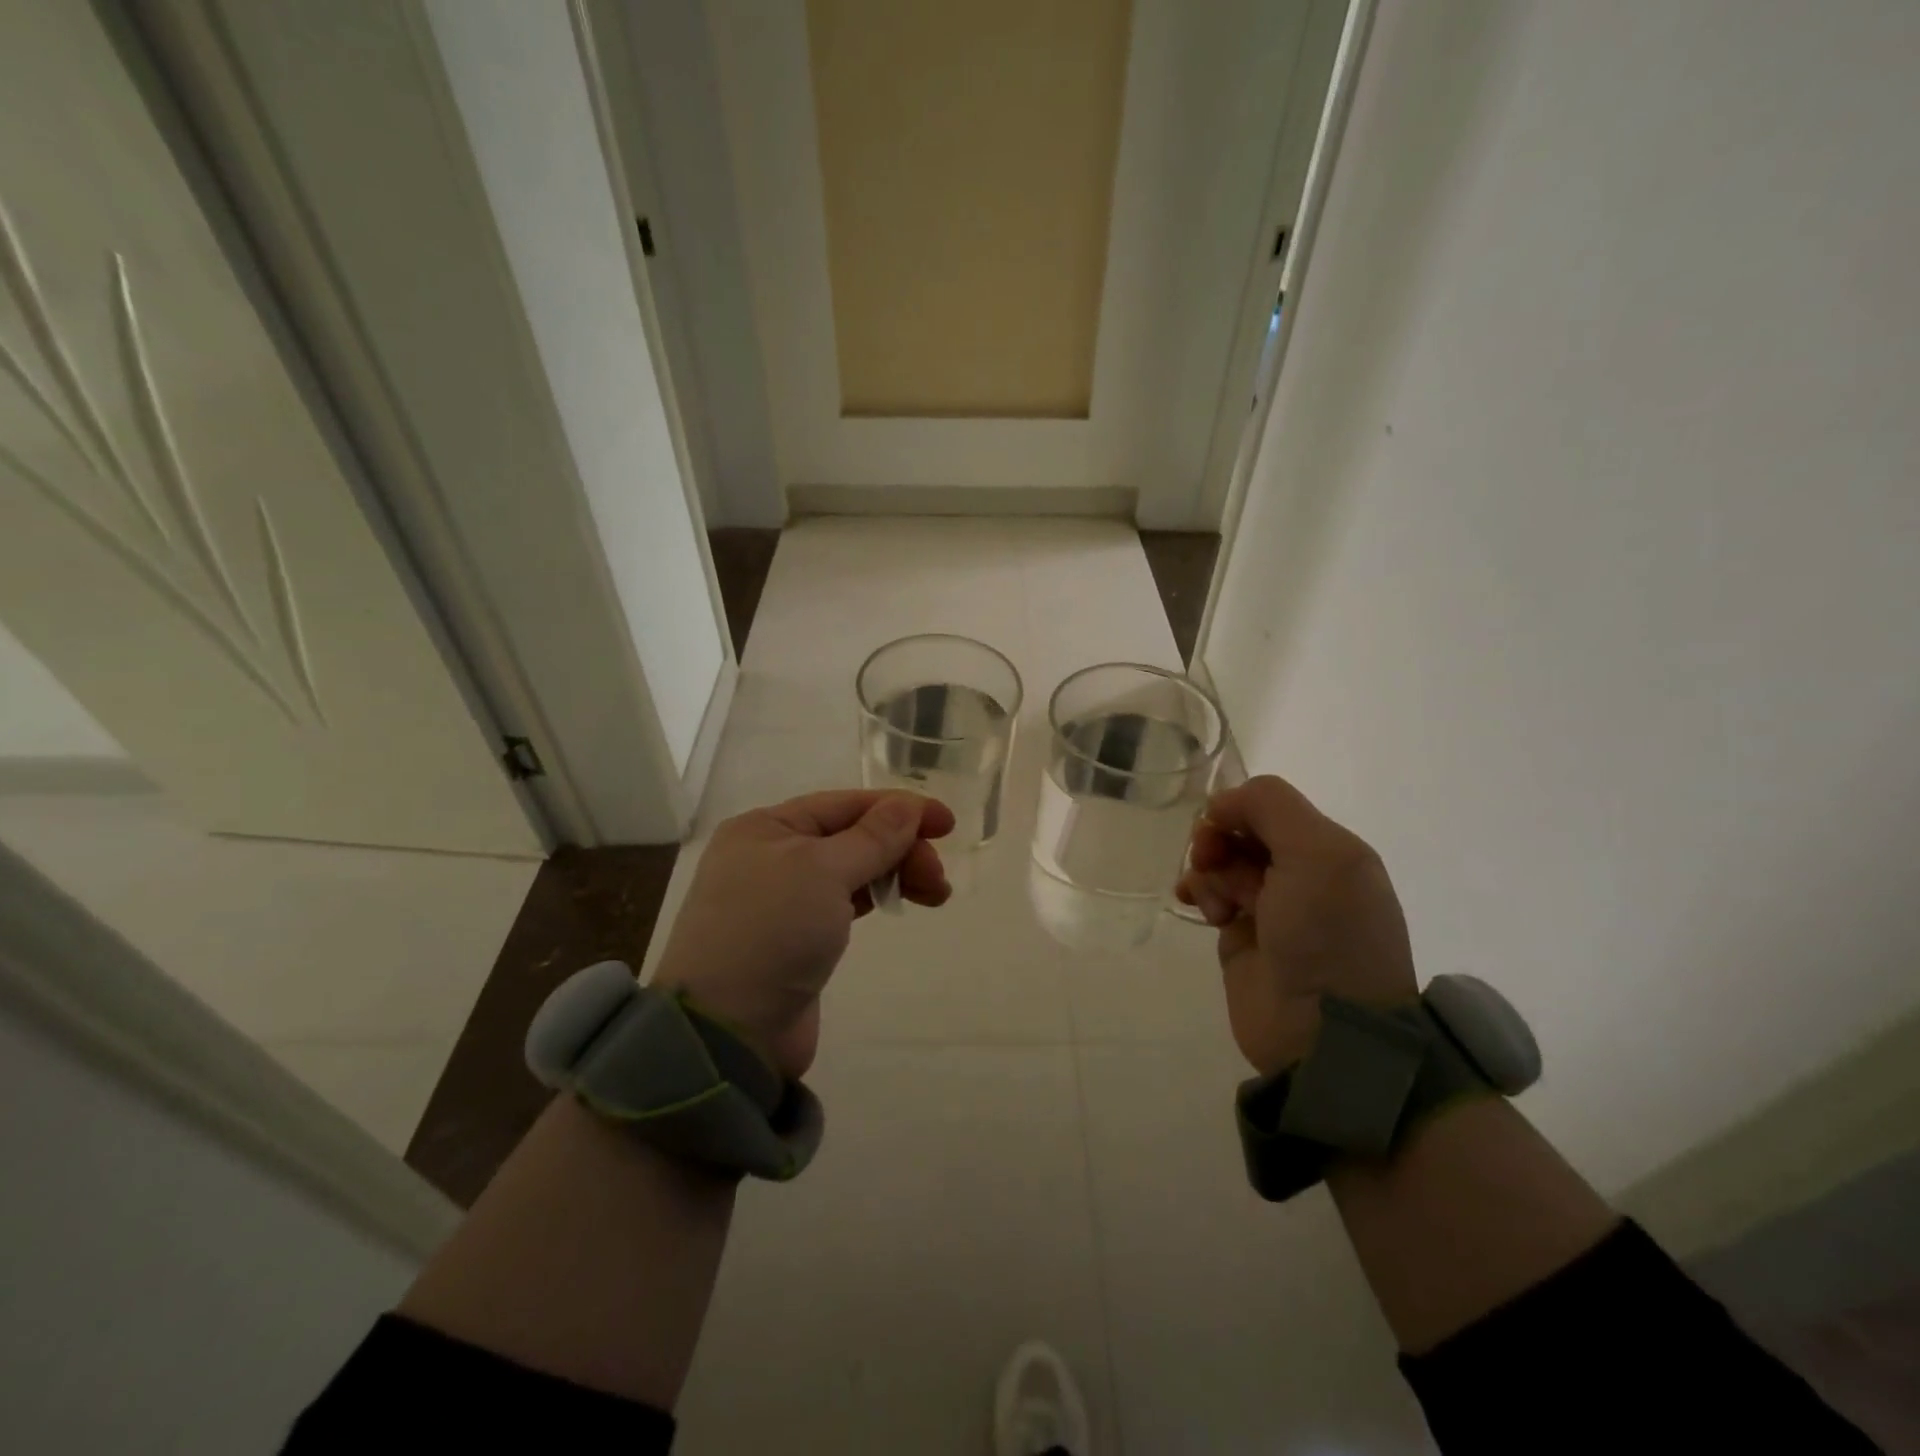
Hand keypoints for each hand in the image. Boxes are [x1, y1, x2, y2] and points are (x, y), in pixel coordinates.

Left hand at [650, 789, 953, 1079]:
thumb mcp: (823, 871)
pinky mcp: (795, 938)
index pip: (845, 804)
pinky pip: (843, 901)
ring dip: (894, 872)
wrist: (726, 1032)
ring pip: (851, 869)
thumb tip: (908, 805)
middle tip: (937, 878)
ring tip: (935, 894)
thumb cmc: (771, 932)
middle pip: (851, 837)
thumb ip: (873, 837)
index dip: (899, 809)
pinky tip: (898, 902)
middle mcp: (770, 855)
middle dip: (900, 848)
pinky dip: (874, 896)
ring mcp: (781, 899)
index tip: (947, 825)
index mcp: (766, 827)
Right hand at [1176, 775, 1417, 1074]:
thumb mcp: (1319, 854)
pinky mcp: (1241, 935)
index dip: (1237, 809)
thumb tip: (1220, 804)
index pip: (1268, 805)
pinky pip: (1209, 893)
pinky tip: (1197, 906)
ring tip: (1217, 904)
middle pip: (1240, 830)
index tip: (1220, 827)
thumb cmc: (1327, 934)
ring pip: (1220, 860)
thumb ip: (1271, 807)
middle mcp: (1301, 872)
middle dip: (1218, 840)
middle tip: (1210, 861)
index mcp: (1329, 849)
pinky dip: (1198, 891)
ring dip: (1208, 870)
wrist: (1323, 1031)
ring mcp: (1269, 905)